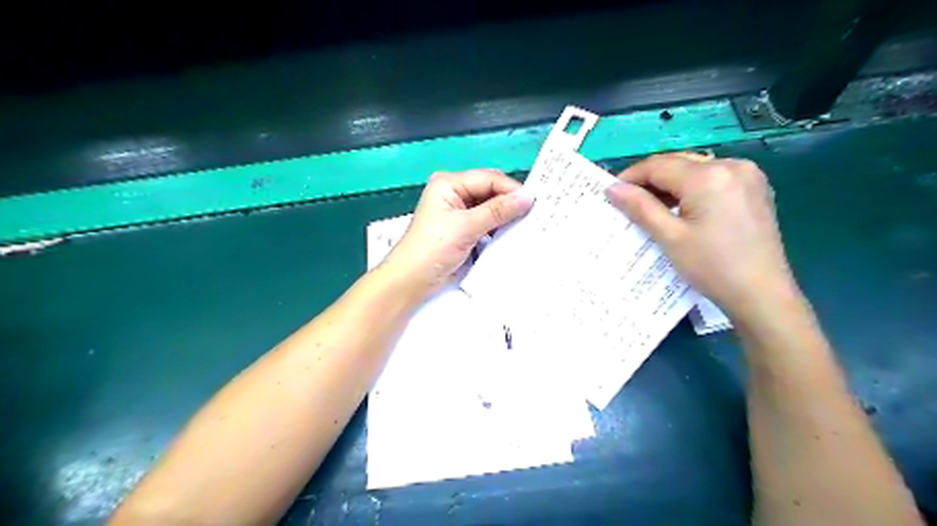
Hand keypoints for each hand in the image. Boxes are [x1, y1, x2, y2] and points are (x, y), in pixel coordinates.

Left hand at [383, 170, 533, 296]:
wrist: (412, 280)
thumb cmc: (433, 248)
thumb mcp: (467, 226)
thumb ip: (498, 210)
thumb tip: (528, 197)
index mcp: (449, 183)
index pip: (489, 178)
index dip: (511, 189)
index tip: (535, 203)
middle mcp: (455, 193)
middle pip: (490, 192)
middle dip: (510, 203)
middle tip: (536, 214)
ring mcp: (459, 213)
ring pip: (490, 208)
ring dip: (506, 217)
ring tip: (528, 225)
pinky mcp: (463, 230)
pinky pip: (487, 223)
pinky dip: (498, 229)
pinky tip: (512, 235)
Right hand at [608, 151, 797, 319]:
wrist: (762, 294)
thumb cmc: (712, 267)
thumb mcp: (670, 237)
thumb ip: (640, 207)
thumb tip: (612, 188)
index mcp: (709, 176)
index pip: (659, 165)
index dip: (631, 176)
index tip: (612, 192)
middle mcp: (732, 165)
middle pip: (678, 162)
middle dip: (650, 179)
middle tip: (629, 201)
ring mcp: (748, 175)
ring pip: (696, 169)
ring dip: (671, 183)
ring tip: (652, 207)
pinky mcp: (755, 188)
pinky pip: (714, 178)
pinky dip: (692, 188)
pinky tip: (682, 208)